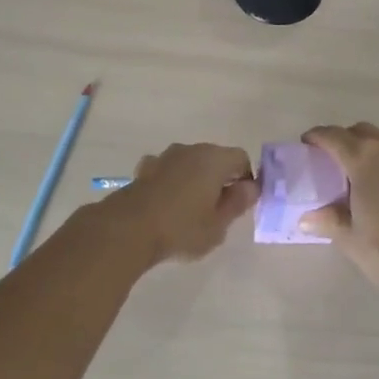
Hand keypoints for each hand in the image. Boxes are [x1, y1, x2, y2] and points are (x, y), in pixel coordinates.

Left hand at [97, 143, 258, 264]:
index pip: (241, 158)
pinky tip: (166, 204)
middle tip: (217, 211)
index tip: (240, 204)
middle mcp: (192, 150)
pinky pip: (168, 171)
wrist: (128, 228)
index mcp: (215, 159)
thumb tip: (251, 187)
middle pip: (215, 158)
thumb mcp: (218, 224)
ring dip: (195, 180)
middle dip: (221, 179)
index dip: (246, 179)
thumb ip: (237, 203)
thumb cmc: (181, 228)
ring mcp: (166, 156)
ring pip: (191, 163)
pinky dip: (172, 182)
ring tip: (190, 210)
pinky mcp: (145, 168)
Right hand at [298, 123, 378, 288]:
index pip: (333, 136)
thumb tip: (307, 217)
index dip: (316, 137)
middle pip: (360, 131)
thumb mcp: (350, 238)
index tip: (306, 144)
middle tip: (331, 161)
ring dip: (367, 148)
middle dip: (343, 139)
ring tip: (358, 174)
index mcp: (363, 158)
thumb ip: (328, 221)